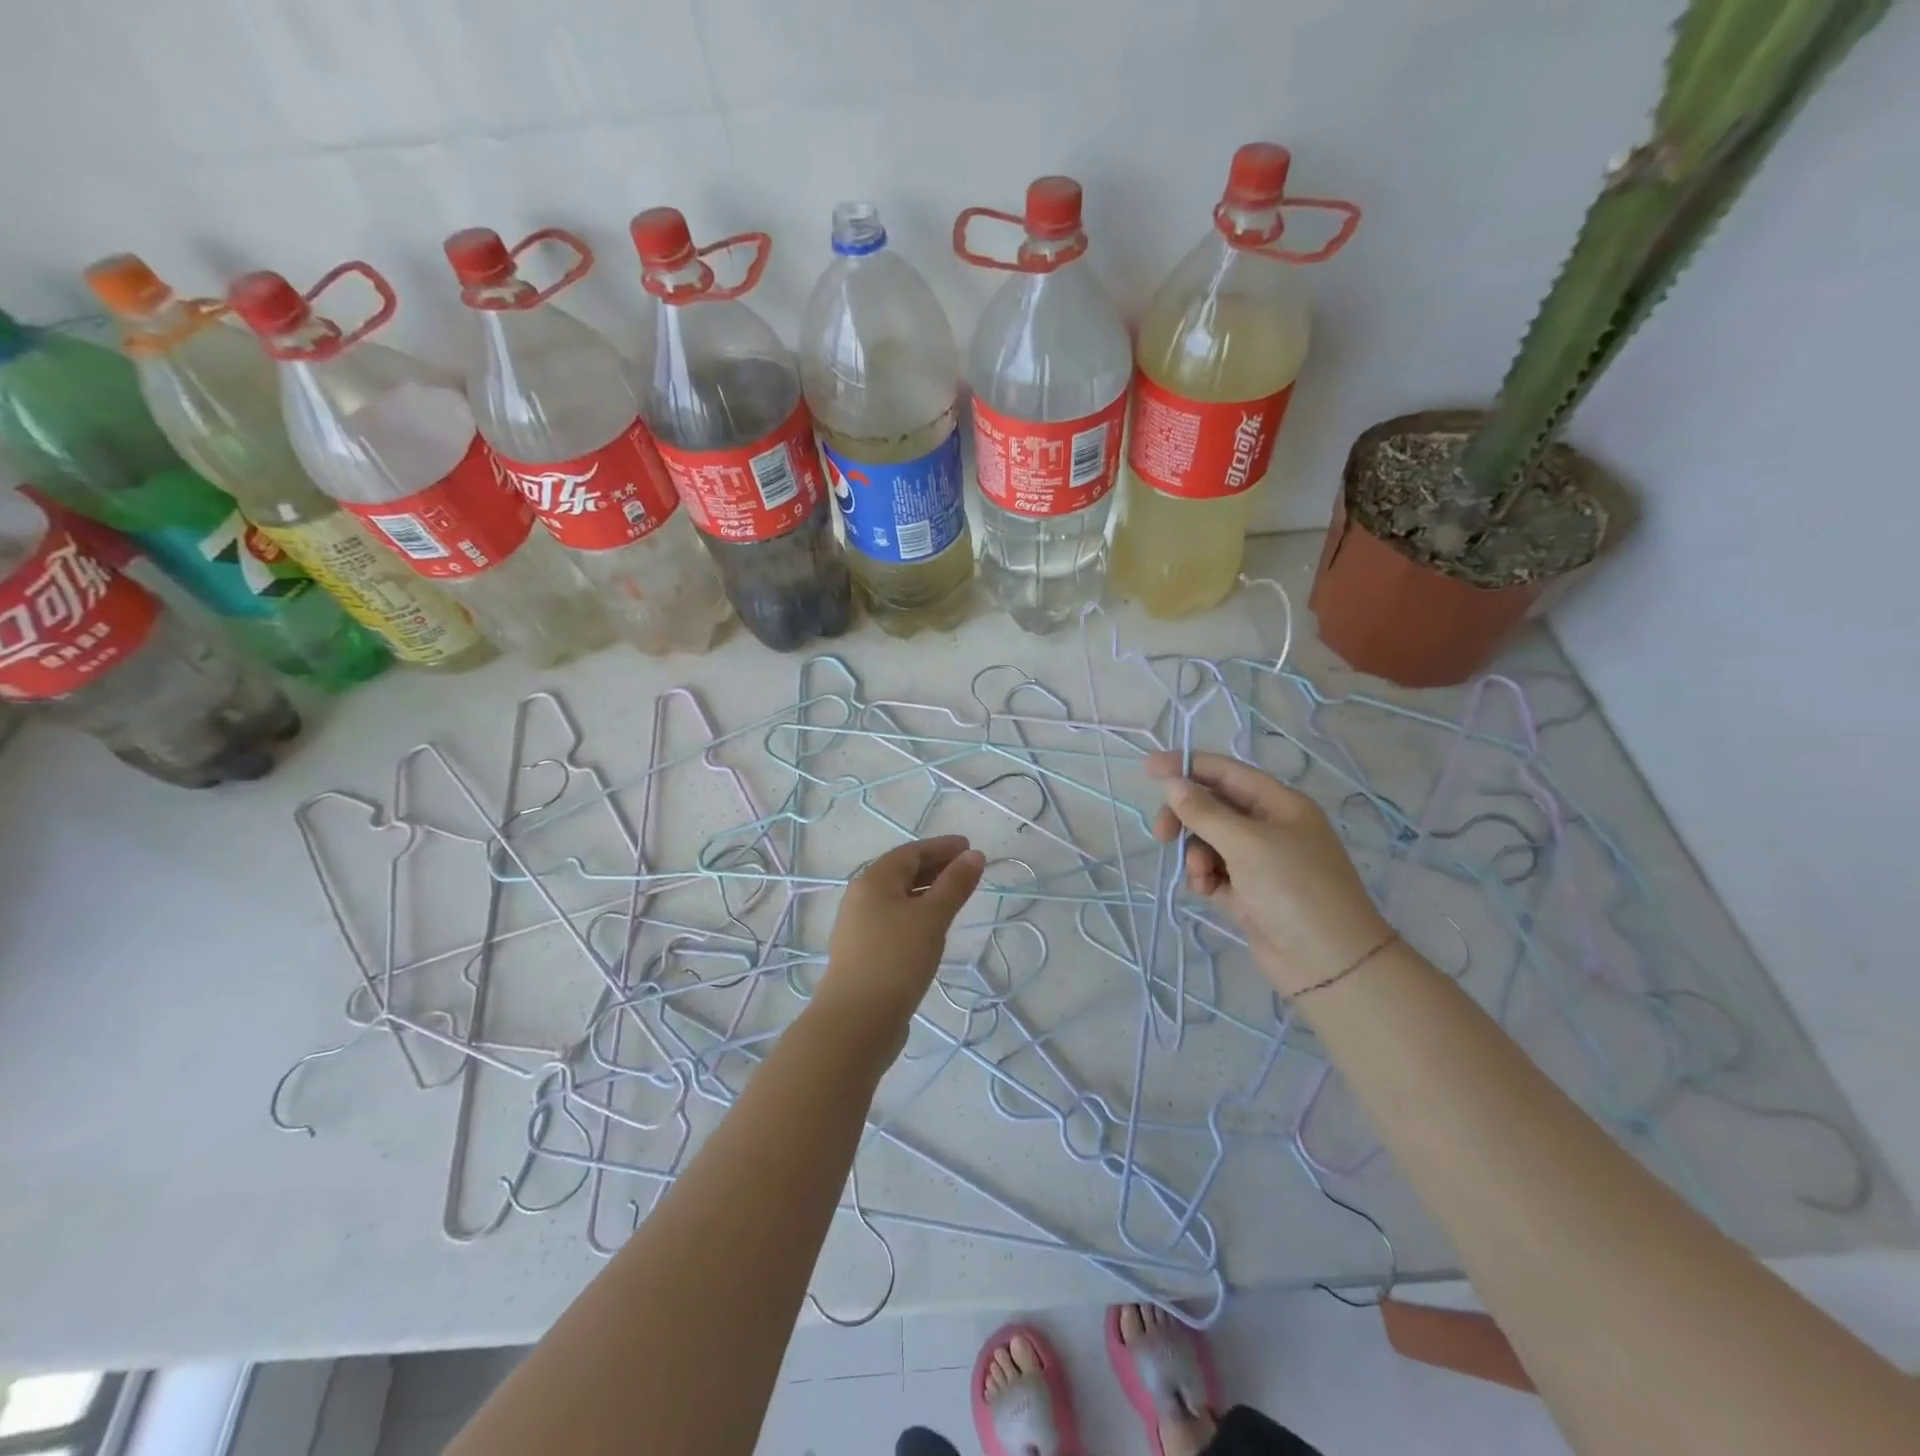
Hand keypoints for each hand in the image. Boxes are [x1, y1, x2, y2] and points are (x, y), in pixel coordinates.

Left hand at [814, 835, 986, 1061]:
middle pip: (902, 873)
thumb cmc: (896, 959)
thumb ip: (954, 885)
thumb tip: (974, 855)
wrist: (856, 1021)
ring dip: (927, 892)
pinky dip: (917, 915)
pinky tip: (933, 929)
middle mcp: (862, 897)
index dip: (941, 847)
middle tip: (968, 869)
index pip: (911, 852)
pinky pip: (895, 921)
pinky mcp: (865, 953)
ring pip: (899, 899)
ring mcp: (860, 927)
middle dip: (936, 867)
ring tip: (956, 896)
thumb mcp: (932, 918)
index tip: (969, 847)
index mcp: (873, 880)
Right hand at [1147, 752, 1391, 997]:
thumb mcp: (1247, 843)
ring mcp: (1259, 862)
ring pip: (1208, 841)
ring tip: (1201, 876)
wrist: (1329, 963)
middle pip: (1213, 807)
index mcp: (1279, 804)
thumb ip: (1205, 812)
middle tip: (1162, 834)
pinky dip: (1204, 877)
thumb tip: (1173, 783)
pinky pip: (1213, 872)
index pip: (1226, 772)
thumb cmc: (1294, 888)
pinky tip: (1206, 891)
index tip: (1148, 769)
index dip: (1188, 766)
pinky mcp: (1248, 892)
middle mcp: (1269, 827)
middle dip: (1186, 817)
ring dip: (1195, 854)